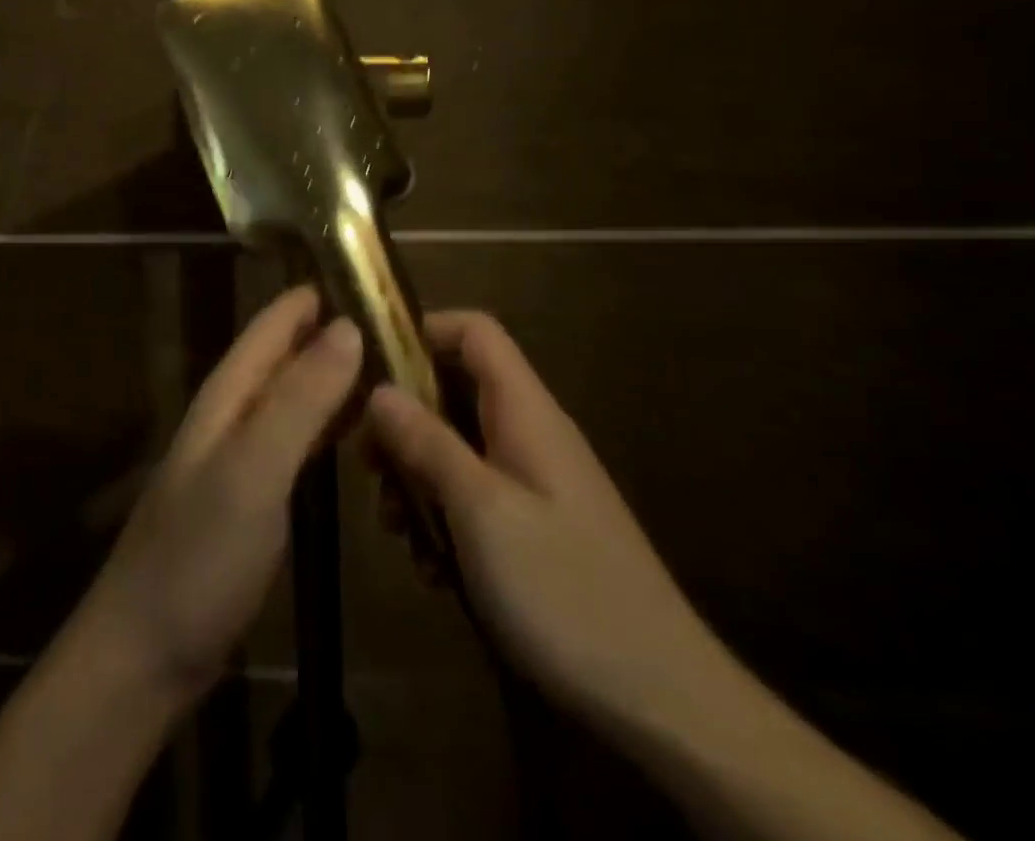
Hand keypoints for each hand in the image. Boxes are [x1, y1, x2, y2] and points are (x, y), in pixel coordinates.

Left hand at [73, 285, 362, 705]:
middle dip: (329, 332)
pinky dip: (327, 425)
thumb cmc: (201, 552)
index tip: (363, 273)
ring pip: (291, 398)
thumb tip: (347, 327)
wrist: (148, 650)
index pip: (271, 326)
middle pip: (283, 358)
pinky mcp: (252, 499)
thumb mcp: (255, 468)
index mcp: (227, 396)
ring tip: (386, 365)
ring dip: (332, 377)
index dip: (311, 297)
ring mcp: (240, 459)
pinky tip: (355, 432)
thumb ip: (299, 398)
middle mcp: (232, 416)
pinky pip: (296, 442)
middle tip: (393, 321)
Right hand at [367, 311, 738, 739]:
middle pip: (455, 390)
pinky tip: (432, 568)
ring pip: (458, 447)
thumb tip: (380, 390)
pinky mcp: (536, 528)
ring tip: (396, 528)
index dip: (422, 331)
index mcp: (526, 412)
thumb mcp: (480, 511)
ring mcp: (536, 483)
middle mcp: (531, 434)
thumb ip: (428, 442)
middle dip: (404, 420)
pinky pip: (475, 496)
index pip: (474, 331)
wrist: (664, 702)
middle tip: (370, 466)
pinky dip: (444, 517)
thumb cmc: (564, 590)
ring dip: (418, 477)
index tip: (371, 367)